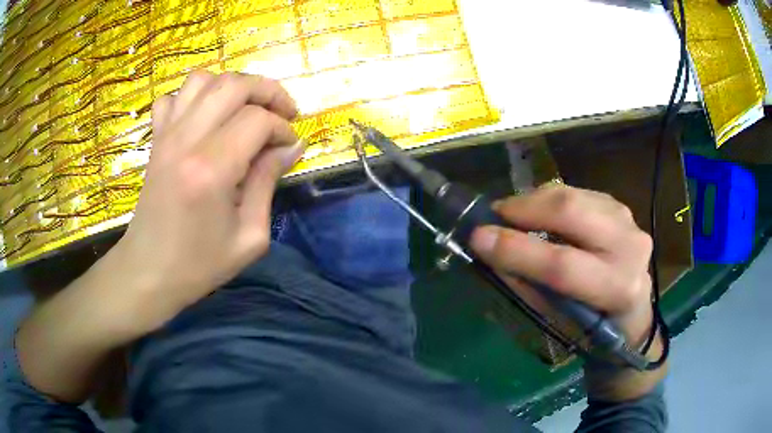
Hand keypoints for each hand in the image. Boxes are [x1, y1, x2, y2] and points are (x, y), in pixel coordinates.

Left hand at [109, 71, 304, 329]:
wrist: (148, 272)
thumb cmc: (199, 264)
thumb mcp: (249, 237)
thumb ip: (268, 183)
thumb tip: (291, 147)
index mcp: (211, 168)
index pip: (258, 120)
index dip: (283, 128)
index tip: (291, 147)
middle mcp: (186, 140)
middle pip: (234, 85)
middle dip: (267, 91)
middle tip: (282, 113)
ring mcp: (166, 136)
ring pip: (203, 80)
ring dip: (232, 87)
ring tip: (245, 109)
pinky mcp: (156, 140)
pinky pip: (173, 97)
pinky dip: (193, 97)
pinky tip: (204, 119)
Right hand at [470, 185, 654, 354]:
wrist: (630, 311)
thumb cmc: (591, 326)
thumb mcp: (557, 318)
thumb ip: (526, 283)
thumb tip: (490, 250)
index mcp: (617, 289)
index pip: (562, 265)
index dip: (517, 249)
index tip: (478, 237)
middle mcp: (630, 248)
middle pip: (572, 213)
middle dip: (525, 209)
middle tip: (495, 215)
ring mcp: (628, 221)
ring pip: (573, 196)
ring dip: (535, 201)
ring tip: (512, 214)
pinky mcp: (620, 206)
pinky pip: (578, 192)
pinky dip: (550, 199)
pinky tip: (539, 212)